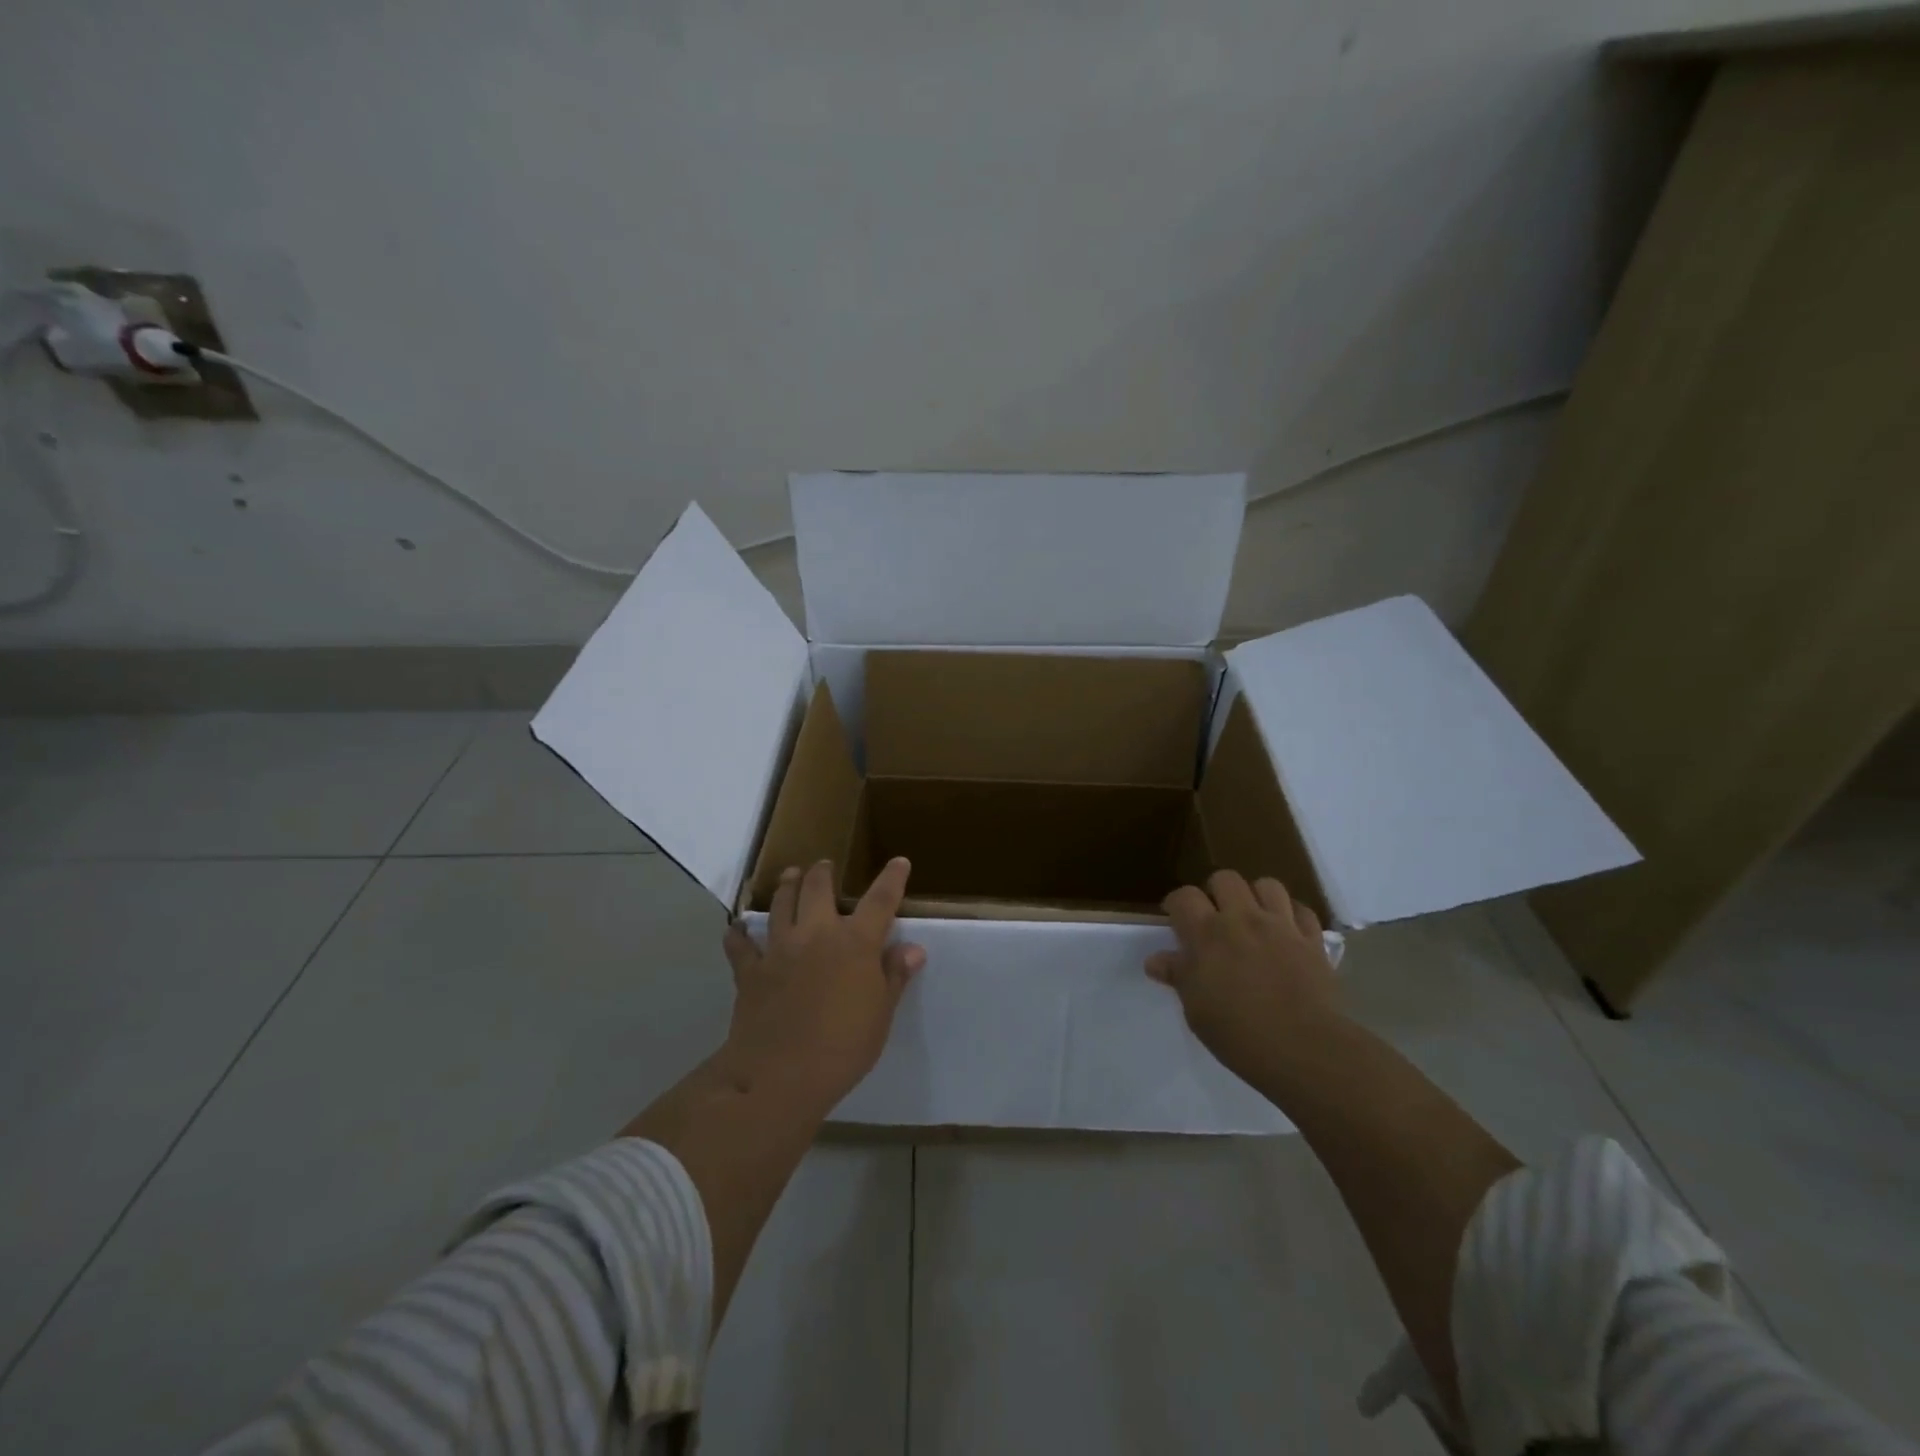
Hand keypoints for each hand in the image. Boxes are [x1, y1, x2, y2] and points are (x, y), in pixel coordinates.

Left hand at [719, 856, 924, 1109]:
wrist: (780, 1075)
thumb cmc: (843, 1047)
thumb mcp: (881, 1015)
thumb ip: (894, 976)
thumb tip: (912, 948)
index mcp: (855, 943)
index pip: (880, 900)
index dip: (892, 878)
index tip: (898, 862)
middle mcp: (816, 934)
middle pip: (818, 888)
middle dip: (822, 872)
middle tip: (824, 865)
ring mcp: (779, 949)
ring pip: (780, 904)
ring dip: (786, 886)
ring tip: (790, 875)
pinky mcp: (750, 971)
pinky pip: (741, 945)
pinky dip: (739, 935)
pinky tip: (737, 929)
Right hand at [1147, 871, 1340, 1083]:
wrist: (1304, 1048)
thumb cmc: (1238, 1033)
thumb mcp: (1196, 1009)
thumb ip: (1178, 976)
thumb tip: (1156, 961)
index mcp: (1207, 934)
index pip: (1183, 897)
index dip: (1176, 904)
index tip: (1175, 920)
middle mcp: (1242, 919)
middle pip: (1225, 878)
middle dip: (1216, 892)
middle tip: (1216, 918)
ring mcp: (1281, 926)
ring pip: (1267, 885)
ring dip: (1256, 897)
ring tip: (1254, 918)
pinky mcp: (1313, 941)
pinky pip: (1303, 911)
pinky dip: (1293, 915)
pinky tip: (1288, 931)